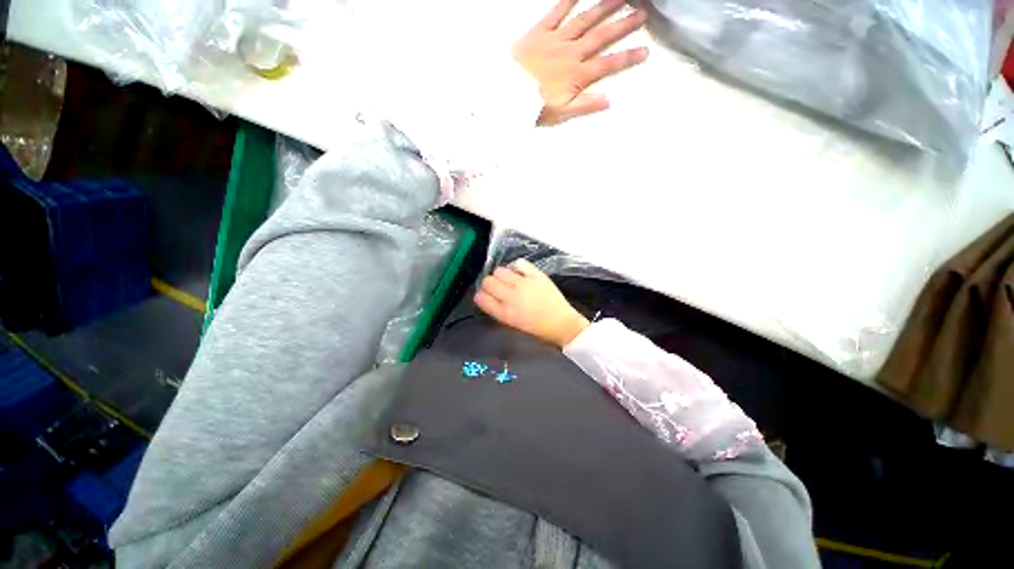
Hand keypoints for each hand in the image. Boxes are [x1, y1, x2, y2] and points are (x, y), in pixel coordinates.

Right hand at [475, 259, 589, 347]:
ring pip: (500, 270)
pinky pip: (518, 263)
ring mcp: (524, 284)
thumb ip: (498, 310)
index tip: (484, 295)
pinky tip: (518, 272)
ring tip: (508, 280)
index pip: (482, 298)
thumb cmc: (537, 327)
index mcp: (505, 314)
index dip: (480, 295)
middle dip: (489, 284)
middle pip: (488, 282)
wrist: (562, 324)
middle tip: (497, 287)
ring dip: (500, 275)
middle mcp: (512, 297)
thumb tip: (487, 296)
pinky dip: (515, 266)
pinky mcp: (536, 275)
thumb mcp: (513, 324)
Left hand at [513, 0, 648, 125]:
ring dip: (604, 7)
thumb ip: (584, 105)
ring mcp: (556, 40)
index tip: (645, 51)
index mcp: (577, 76)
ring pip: (584, 20)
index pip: (607, 65)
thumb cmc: (533, 108)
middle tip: (642, 13)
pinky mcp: (539, 32)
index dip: (627, 58)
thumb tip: (609, 100)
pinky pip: (555, 11)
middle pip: (601, 37)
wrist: (506, 96)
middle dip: (623, 25)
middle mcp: (571, 54)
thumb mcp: (561, 114)